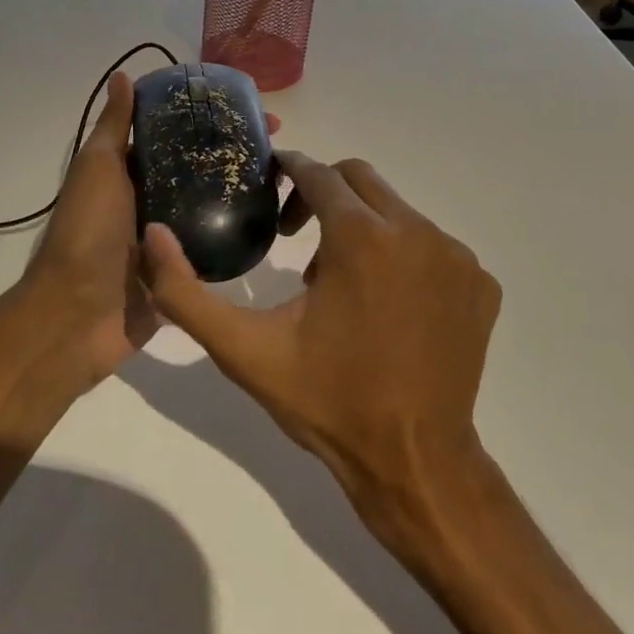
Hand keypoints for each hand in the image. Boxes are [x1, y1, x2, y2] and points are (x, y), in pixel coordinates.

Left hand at [19, 70, 281, 394]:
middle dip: (234, 154)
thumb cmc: (87, 232)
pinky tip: (272, 221)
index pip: (177, 136)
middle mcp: (151, 201)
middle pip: (199, 169)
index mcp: (130, 173)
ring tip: (285, 178)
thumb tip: (123, 75)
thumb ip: (114, 126)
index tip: (250, 110)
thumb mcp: (98, 167)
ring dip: (241, 192)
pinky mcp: (183, 272)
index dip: (210, 118)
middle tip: (278, 146)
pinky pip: (213, 248)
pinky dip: (237, 234)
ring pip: (211, 207)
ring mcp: (168, 239)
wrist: (77, 315)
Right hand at [141, 153, 500, 521]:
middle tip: (297, 237)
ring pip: (396, 211)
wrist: (413, 461)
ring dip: (362, 227)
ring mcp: (457, 256)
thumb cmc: (326, 401)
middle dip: (323, 192)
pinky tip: (386, 305)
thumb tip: (153, 234)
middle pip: (360, 179)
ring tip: (339, 283)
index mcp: (361, 237)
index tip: (271, 189)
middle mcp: (417, 231)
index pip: (319, 173)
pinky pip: (433, 245)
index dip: (289, 172)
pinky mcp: (481, 283)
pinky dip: (403, 255)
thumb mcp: (243, 350)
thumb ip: (186, 292)